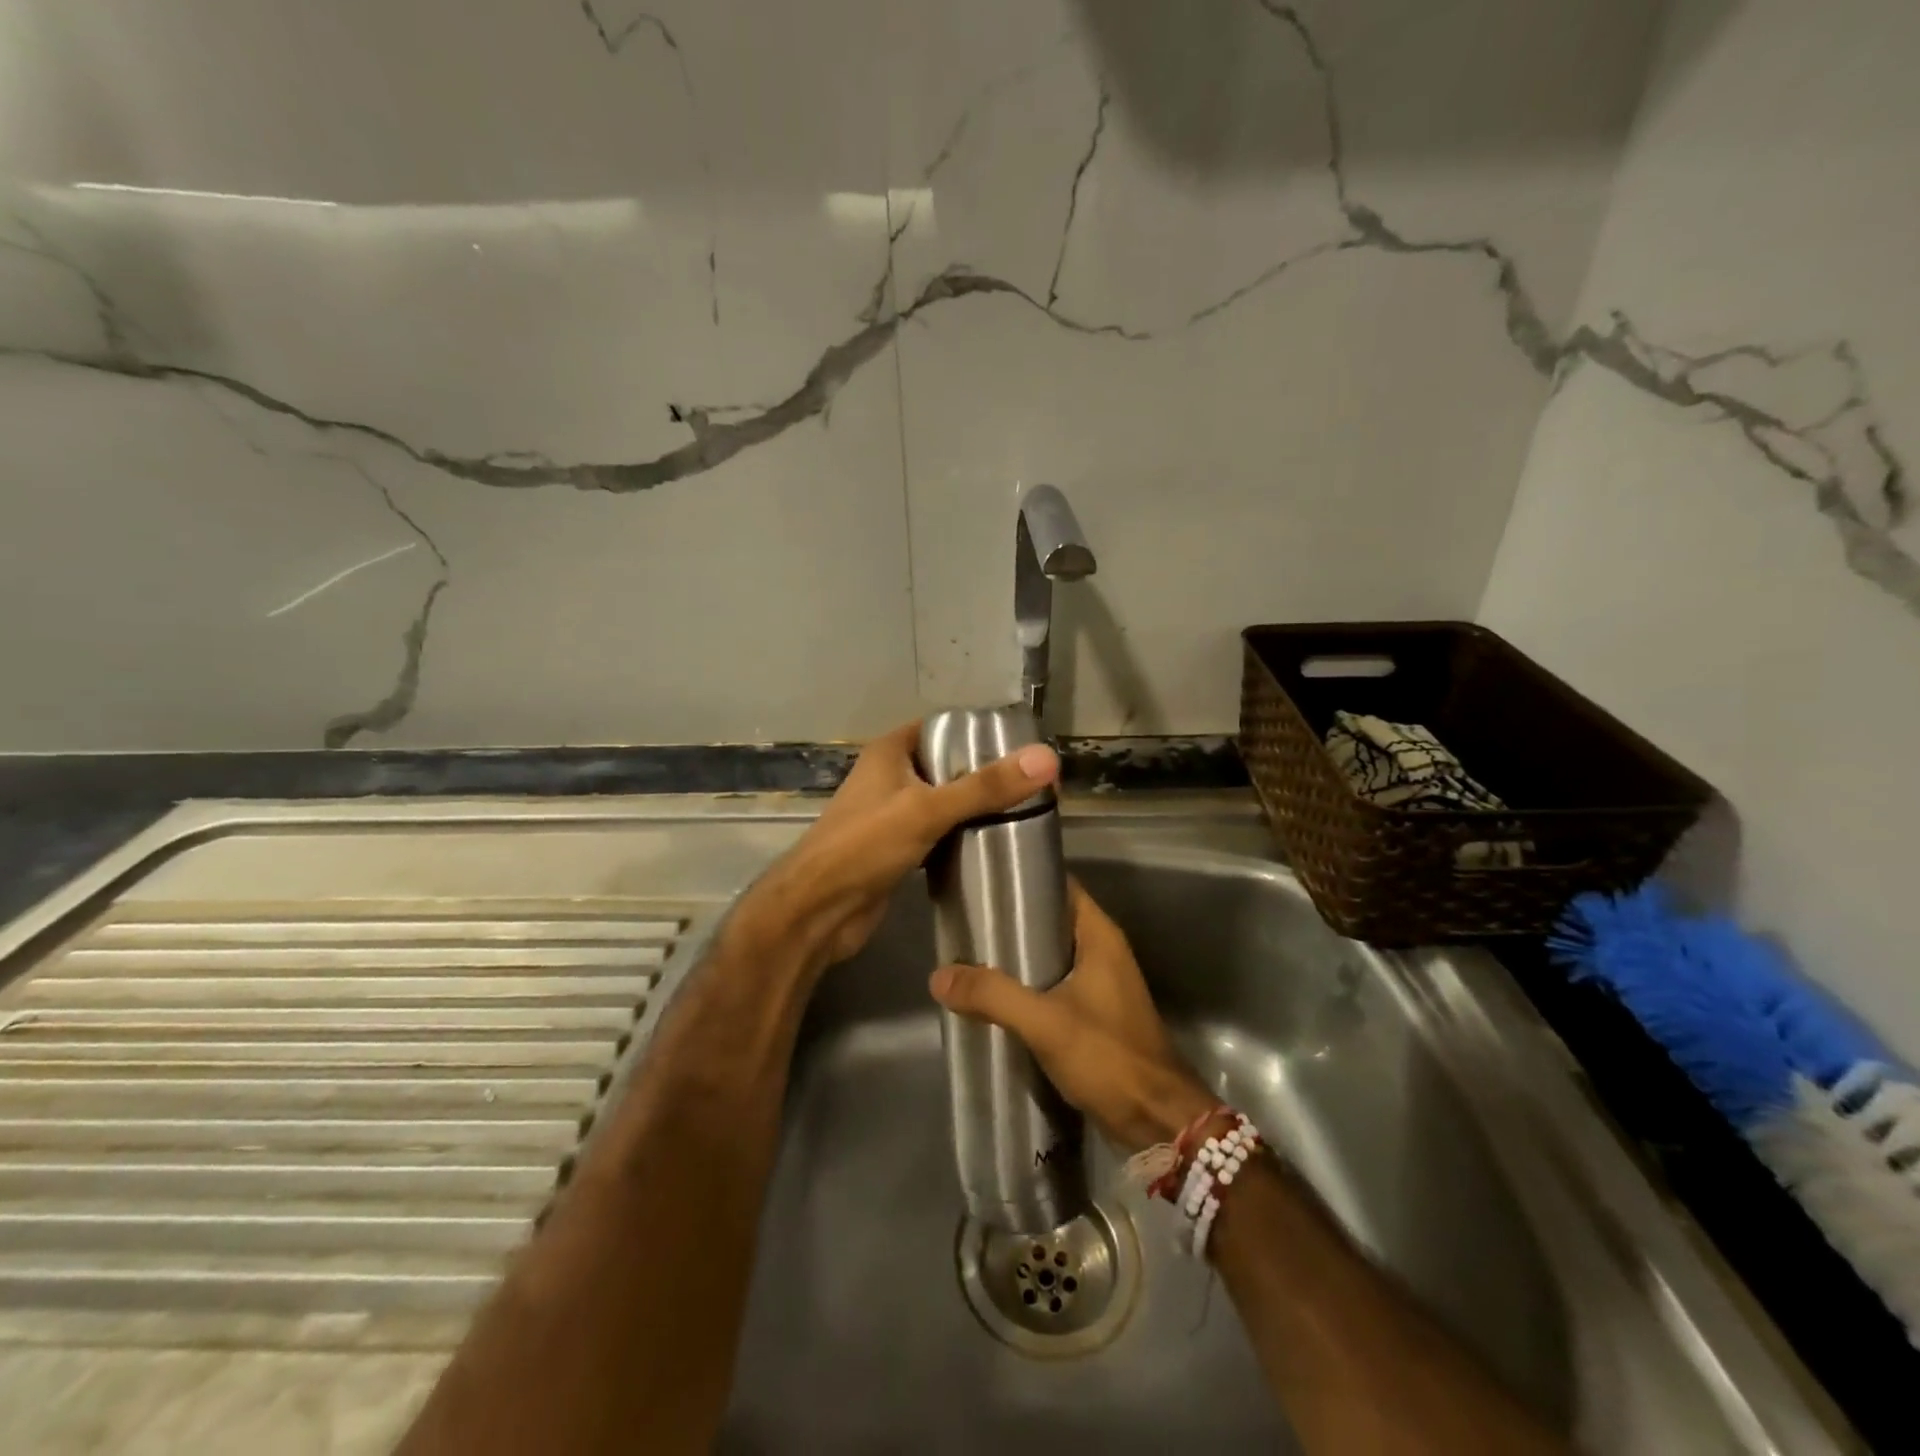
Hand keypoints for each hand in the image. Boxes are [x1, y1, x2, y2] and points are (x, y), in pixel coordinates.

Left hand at [726, 720, 1059, 981]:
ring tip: (1023, 814)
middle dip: (985, 775)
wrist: (818, 910)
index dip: (980, 733)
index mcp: (891, 752)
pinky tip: (992, 846)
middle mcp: (891, 776)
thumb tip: (1046, 759)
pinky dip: (961, 837)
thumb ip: (985, 786)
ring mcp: (892, 814)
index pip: (943, 728)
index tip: (1023, 748)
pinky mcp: (897, 849)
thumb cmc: (865, 846)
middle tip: (1033, 787)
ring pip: (944, 802)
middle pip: (947, 766)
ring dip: (975, 809)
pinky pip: (938, 833)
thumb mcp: (927, 810)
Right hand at [928, 882, 1215, 1152]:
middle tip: (967, 921)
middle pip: (1051, 920)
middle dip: (1012, 921)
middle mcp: (1102, 952)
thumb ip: (993, 996)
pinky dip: (1027, 986)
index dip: (1024, 879)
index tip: (983, 881)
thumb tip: (939, 975)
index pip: (1060, 886)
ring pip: (1051, 956)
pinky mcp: (1095, 1015)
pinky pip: (1054, 986)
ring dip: (1017, 958)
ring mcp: (1101, 984)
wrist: (1157, 1121)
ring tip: (971, 955)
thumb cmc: (1108, 1057)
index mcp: (1099, 936)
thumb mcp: (1045, 1022)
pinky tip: (995, 997)